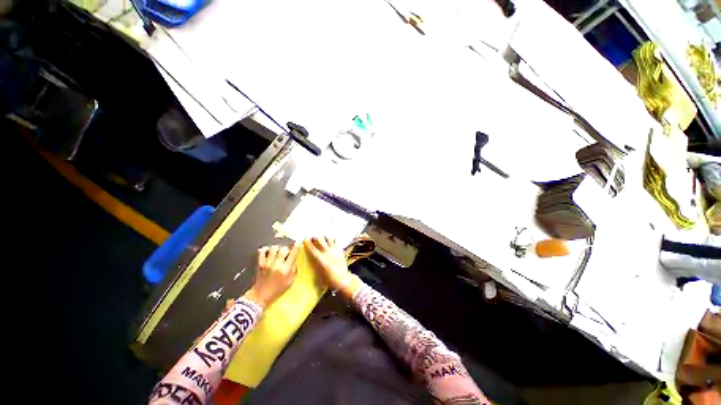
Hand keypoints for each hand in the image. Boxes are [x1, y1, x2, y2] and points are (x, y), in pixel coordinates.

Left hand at [245, 244, 299, 308]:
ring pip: (274, 248)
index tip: (297, 243)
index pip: (292, 254)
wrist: (260, 295)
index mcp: (285, 269)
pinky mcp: (259, 263)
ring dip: (277, 248)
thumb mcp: (289, 282)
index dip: (296, 247)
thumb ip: (293, 271)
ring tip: (277, 252)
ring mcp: (267, 263)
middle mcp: (277, 265)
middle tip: (286, 252)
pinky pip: (262, 252)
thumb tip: (295, 261)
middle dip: (286, 249)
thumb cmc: (276, 290)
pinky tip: (268, 251)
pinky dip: (265, 249)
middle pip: (283, 249)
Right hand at [304, 237, 360, 297]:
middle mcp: (328, 252)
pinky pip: (335, 241)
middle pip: (320, 239)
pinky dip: (331, 240)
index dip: (307, 243)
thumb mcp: (318, 273)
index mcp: (321, 259)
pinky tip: (329, 243)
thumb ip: (315, 264)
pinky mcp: (340, 250)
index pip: (312, 248)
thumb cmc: (329, 279)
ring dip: (323, 238)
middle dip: (314, 238)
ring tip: (322, 240)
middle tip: (312, 239)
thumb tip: (311, 257)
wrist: (343, 280)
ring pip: (328, 238)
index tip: (305, 240)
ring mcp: (335, 250)